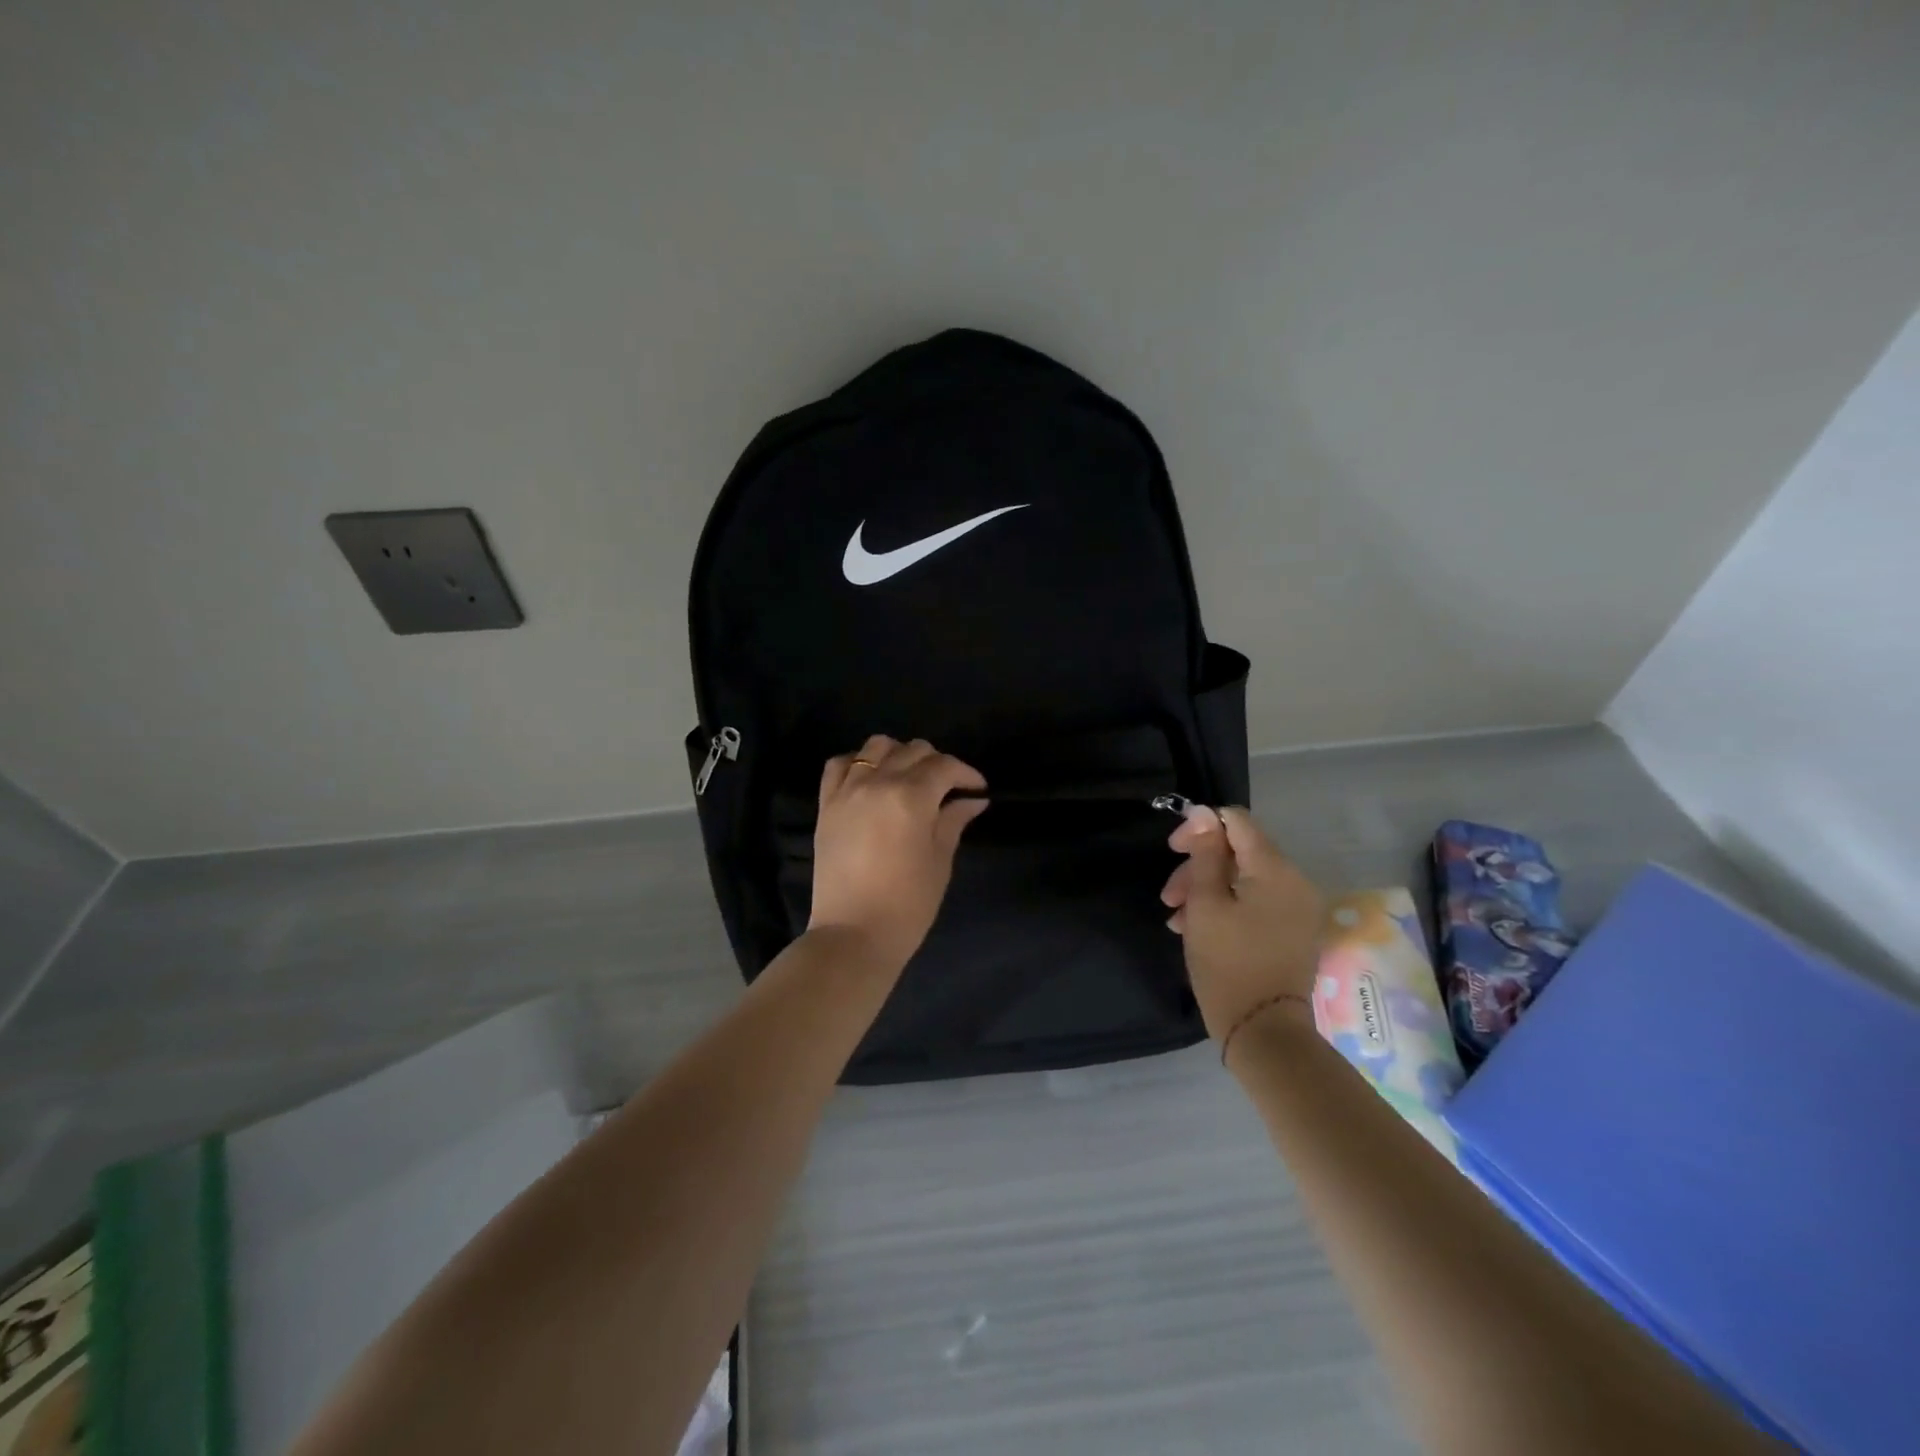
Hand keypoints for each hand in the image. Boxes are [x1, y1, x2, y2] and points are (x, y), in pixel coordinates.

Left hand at [808, 735, 989, 969]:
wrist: (852, 934)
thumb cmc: (907, 904)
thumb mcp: (939, 861)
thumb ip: (953, 822)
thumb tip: (972, 801)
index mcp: (911, 797)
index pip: (945, 766)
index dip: (966, 774)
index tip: (978, 790)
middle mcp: (877, 782)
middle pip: (913, 751)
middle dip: (937, 763)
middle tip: (948, 788)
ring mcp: (847, 790)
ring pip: (876, 746)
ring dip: (899, 755)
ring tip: (908, 779)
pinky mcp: (826, 804)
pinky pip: (840, 764)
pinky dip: (858, 762)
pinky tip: (871, 780)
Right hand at [1161, 806, 1324, 1043]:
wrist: (1263, 1031)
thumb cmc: (1227, 963)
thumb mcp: (1205, 904)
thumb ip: (1204, 855)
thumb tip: (1203, 814)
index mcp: (1276, 870)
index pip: (1237, 821)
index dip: (1201, 827)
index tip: (1173, 850)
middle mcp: (1294, 882)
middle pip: (1238, 852)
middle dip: (1199, 866)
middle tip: (1168, 896)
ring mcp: (1296, 908)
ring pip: (1243, 879)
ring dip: (1206, 890)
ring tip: (1177, 919)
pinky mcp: (1292, 931)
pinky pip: (1255, 902)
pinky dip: (1225, 907)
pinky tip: (1196, 929)